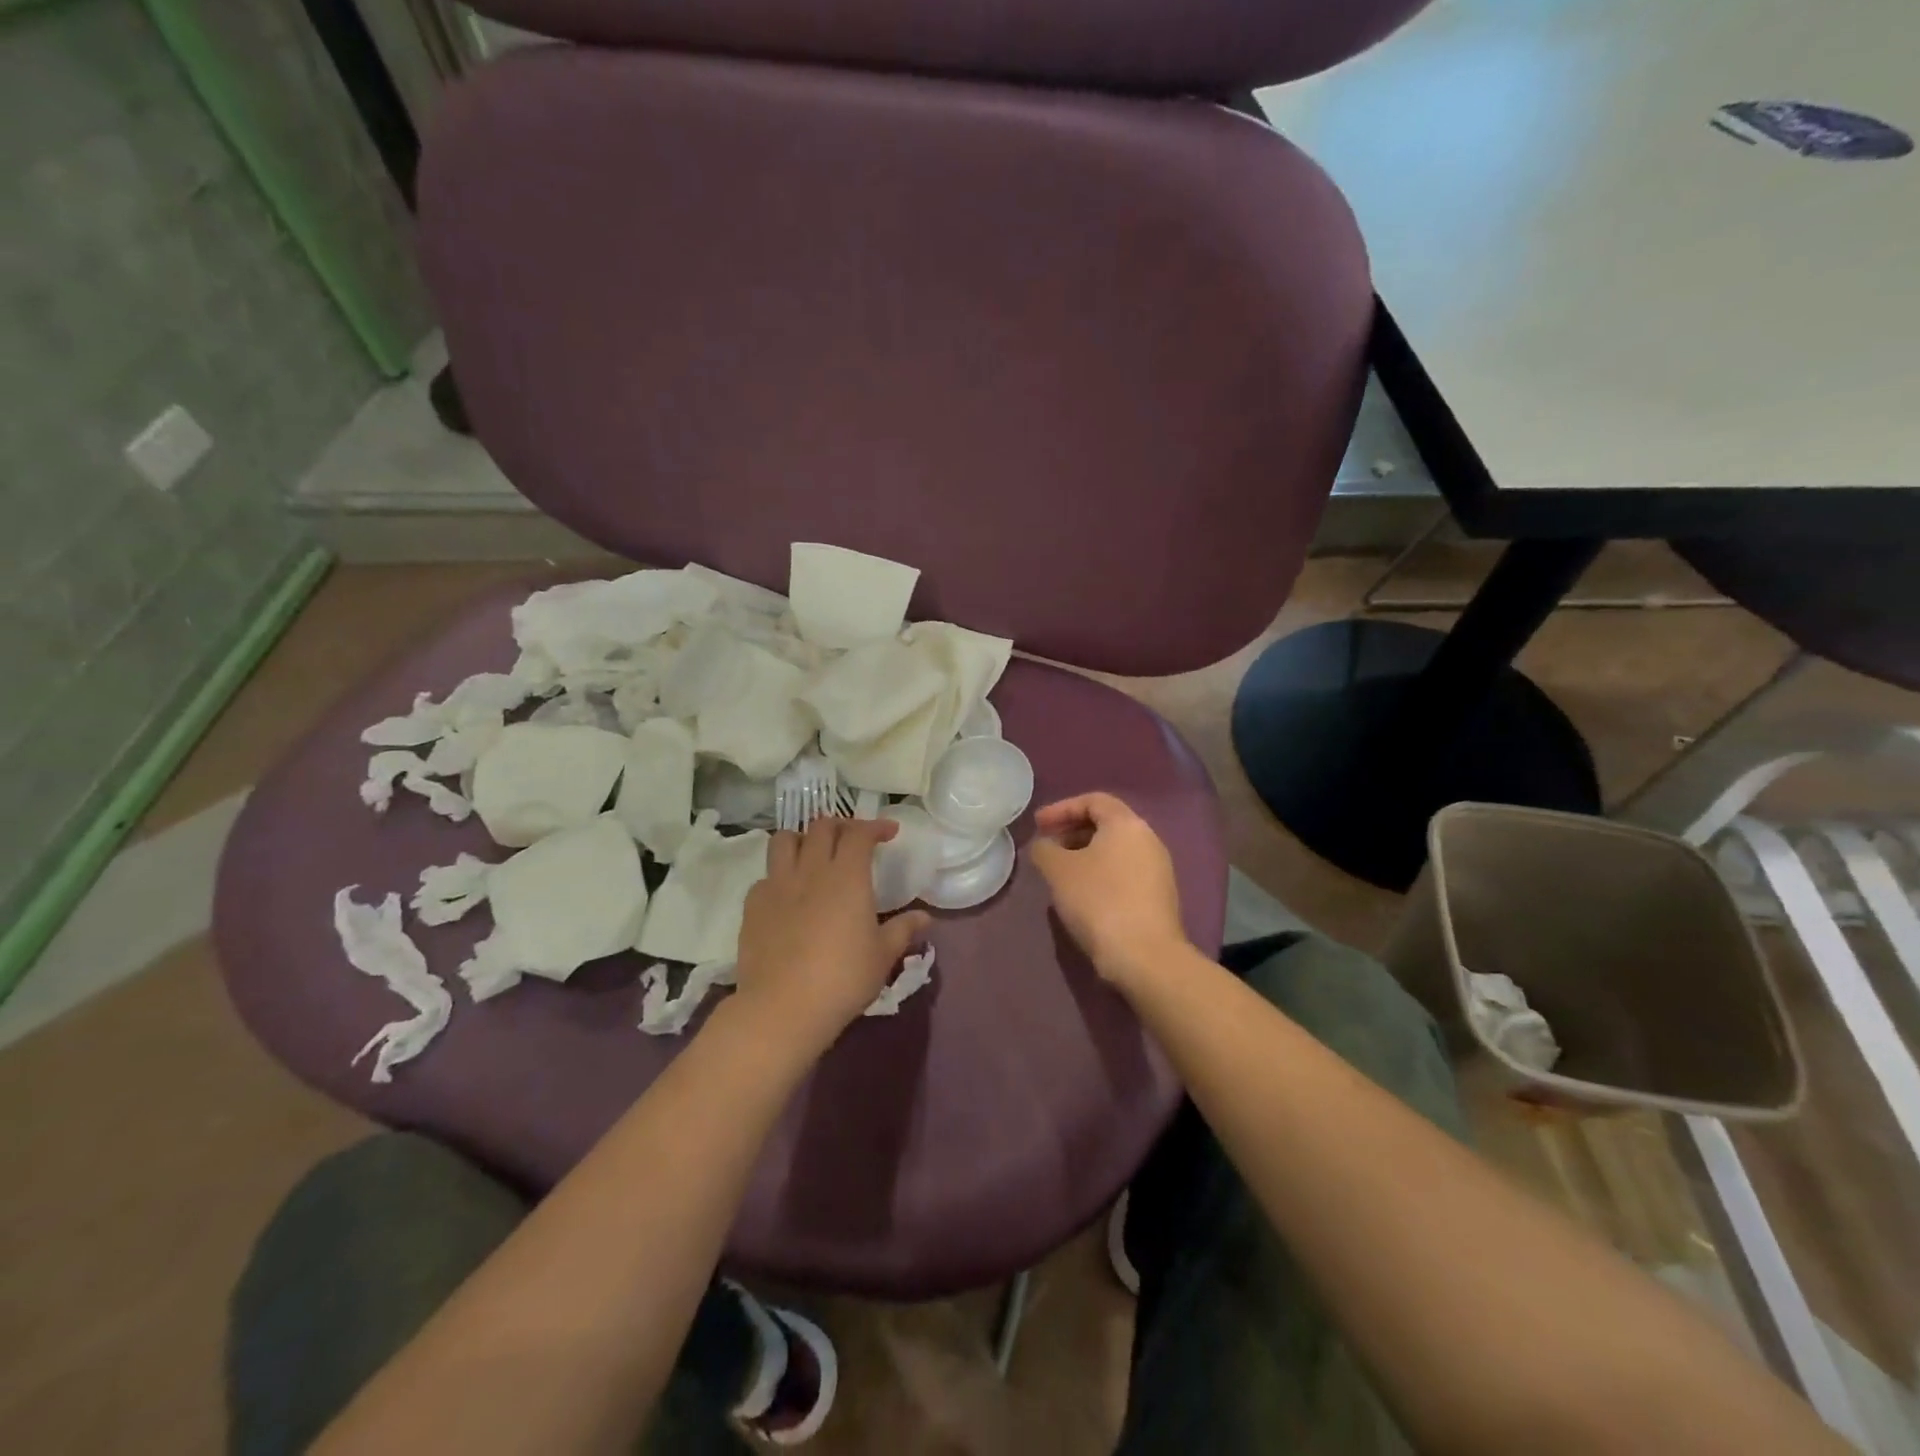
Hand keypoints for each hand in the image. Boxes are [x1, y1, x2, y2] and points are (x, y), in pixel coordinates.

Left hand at [731, 817, 931, 1055]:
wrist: (782, 1008)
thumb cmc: (843, 979)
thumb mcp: (882, 956)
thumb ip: (903, 930)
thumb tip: (924, 917)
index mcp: (847, 876)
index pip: (860, 833)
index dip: (876, 826)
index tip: (889, 832)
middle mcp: (811, 870)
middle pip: (821, 827)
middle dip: (841, 825)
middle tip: (853, 840)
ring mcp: (777, 885)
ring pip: (784, 840)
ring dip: (803, 839)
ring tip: (813, 854)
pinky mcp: (752, 905)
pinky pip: (765, 876)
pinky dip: (779, 875)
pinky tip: (788, 895)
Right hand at [1030, 793, 1188, 990]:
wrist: (1145, 956)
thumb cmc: (1098, 901)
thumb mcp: (1058, 871)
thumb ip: (1045, 849)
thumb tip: (1044, 845)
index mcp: (1127, 824)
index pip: (1093, 800)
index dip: (1061, 808)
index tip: (1038, 825)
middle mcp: (1148, 839)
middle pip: (1106, 824)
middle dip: (1072, 831)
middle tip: (1047, 847)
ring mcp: (1158, 869)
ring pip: (1116, 850)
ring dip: (1085, 855)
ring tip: (1060, 873)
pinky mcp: (1159, 896)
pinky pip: (1125, 872)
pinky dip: (1100, 873)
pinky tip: (1083, 895)